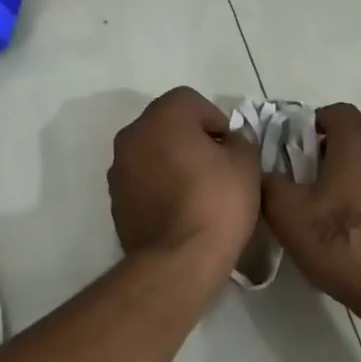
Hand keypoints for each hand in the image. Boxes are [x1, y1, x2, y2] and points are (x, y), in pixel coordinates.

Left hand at [109, 87, 260, 275]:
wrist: (177, 260)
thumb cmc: (216, 203)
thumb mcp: (246, 165)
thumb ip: (240, 141)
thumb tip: (230, 141)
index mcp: (162, 117)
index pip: (190, 101)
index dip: (215, 121)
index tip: (230, 150)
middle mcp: (132, 135)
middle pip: (166, 124)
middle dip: (191, 139)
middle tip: (217, 168)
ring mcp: (118, 168)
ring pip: (151, 152)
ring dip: (171, 161)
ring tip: (197, 192)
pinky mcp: (115, 199)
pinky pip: (142, 180)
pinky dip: (158, 185)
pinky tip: (178, 210)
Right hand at [262, 104, 360, 315]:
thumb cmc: (341, 245)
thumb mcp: (288, 217)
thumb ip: (270, 184)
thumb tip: (265, 170)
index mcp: (358, 141)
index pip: (338, 111)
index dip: (318, 123)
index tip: (305, 146)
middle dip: (352, 133)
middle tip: (332, 161)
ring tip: (360, 182)